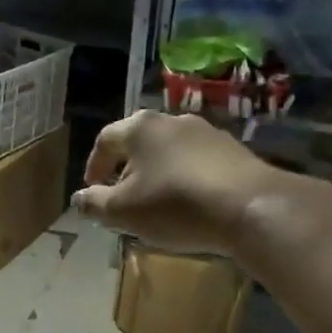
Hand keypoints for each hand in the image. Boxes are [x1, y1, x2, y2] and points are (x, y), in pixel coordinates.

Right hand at [72, 111, 280, 255]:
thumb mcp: (124, 212)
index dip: (94, 166)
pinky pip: (197, 161)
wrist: (252, 206)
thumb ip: (95, 204)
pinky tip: (190, 203)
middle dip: (126, 169)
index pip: (105, 140)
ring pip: (169, 151)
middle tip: (122, 197)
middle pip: (138, 142)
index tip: (93, 190)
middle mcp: (171, 120)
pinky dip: (185, 178)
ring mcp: (206, 132)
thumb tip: (79, 198)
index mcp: (139, 128)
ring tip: (156, 202)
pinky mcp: (234, 149)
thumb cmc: (176, 205)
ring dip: (157, 173)